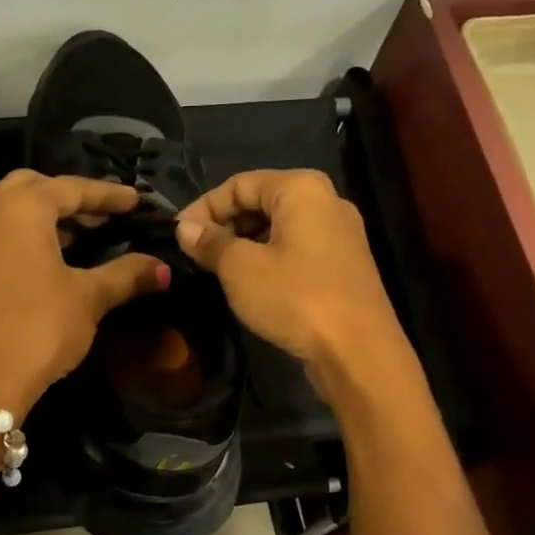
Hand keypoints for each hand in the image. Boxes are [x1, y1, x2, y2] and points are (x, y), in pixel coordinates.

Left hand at [0, 170, 168, 415]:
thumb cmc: (41, 328)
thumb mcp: (89, 297)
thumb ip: (127, 274)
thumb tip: (163, 268)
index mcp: (18, 209)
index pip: (70, 188)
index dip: (107, 195)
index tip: (135, 200)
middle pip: (32, 187)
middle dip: (70, 198)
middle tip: (104, 216)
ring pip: (9, 210)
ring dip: (45, 216)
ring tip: (83, 236)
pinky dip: (23, 235)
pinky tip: (49, 258)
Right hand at [175, 169, 410, 399]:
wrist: (357, 350)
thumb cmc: (295, 297)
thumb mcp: (241, 269)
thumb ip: (210, 242)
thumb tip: (184, 228)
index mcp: (301, 188)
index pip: (239, 184)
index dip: (203, 207)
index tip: (177, 236)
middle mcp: (326, 201)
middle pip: (261, 201)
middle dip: (224, 225)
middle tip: (194, 254)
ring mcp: (339, 234)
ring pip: (278, 228)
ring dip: (244, 244)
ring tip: (216, 270)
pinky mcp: (343, 265)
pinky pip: (296, 249)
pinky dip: (268, 259)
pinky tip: (249, 284)